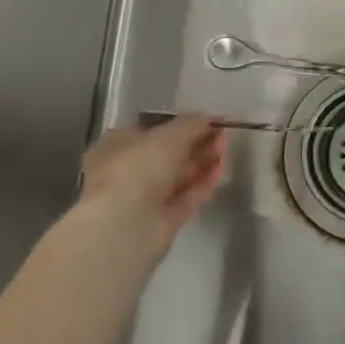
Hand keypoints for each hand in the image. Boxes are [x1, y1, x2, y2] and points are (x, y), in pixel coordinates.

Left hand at [76, 116, 228, 259]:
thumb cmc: (137, 168)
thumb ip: (192, 124)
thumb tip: (210, 118)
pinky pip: (188, 196)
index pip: (153, 130)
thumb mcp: (168, 135)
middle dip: (197, 142)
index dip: (181, 124)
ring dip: (204, 160)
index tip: (207, 120)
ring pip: (180, 175)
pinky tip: (222, 168)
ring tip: (226, 147)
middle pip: (169, 154)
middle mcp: (129, 171)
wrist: (124, 225)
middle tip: (222, 133)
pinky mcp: (163, 220)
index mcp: (118, 146)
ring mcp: (146, 198)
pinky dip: (205, 182)